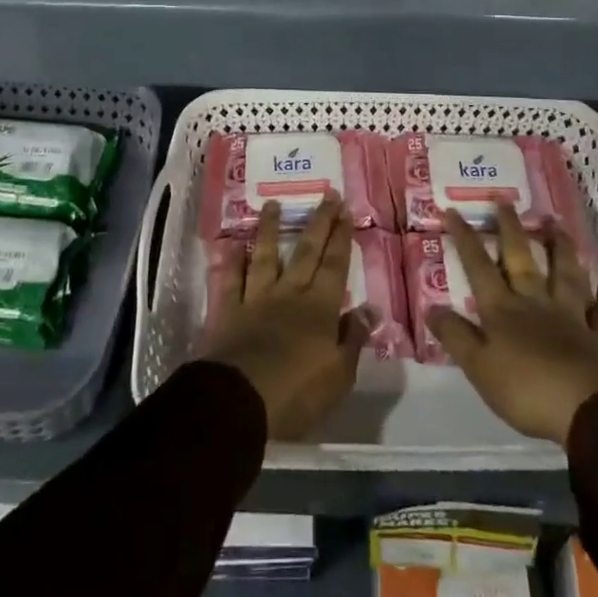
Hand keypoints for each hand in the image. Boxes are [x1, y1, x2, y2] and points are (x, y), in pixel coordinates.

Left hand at [202, 197, 370, 439]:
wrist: (239, 402)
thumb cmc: (297, 393)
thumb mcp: (339, 375)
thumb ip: (353, 338)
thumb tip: (370, 308)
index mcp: (319, 309)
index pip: (334, 265)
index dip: (341, 237)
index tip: (346, 210)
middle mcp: (288, 294)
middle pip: (306, 252)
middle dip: (319, 222)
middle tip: (327, 194)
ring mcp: (255, 300)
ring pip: (265, 257)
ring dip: (271, 230)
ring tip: (274, 205)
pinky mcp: (227, 312)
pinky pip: (230, 281)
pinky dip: (231, 262)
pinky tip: (232, 244)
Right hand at [425, 207, 597, 445]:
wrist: (594, 411)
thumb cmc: (529, 391)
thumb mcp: (480, 368)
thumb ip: (456, 336)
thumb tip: (431, 307)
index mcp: (503, 311)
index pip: (479, 267)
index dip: (465, 239)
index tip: (453, 210)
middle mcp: (536, 304)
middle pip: (521, 259)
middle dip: (510, 229)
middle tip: (505, 200)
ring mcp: (573, 317)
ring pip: (565, 274)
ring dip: (559, 249)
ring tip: (556, 224)